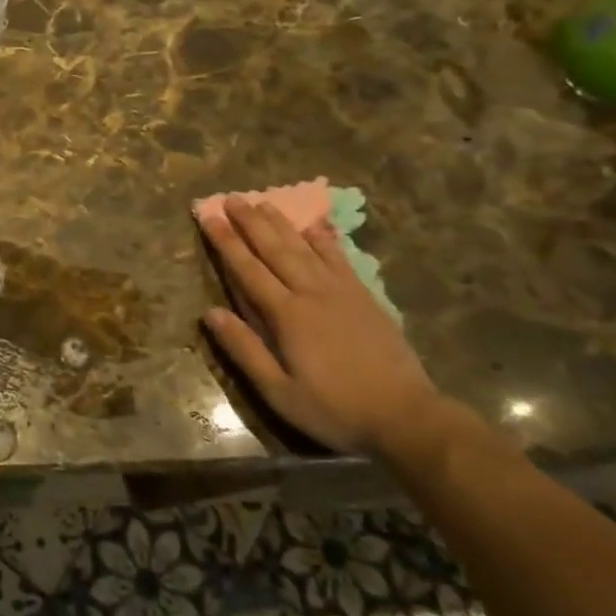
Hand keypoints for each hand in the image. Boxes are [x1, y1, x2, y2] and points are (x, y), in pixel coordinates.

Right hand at [196, 199, 440, 456]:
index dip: (225, 242)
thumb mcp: (279, 392)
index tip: (208, 216)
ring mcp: (341, 292)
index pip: (248, 270)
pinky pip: (339, 259)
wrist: (407, 416)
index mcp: (287, 316)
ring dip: (281, 224)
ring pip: (305, 248)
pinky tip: (315, 226)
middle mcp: (311, 293)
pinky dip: (325, 239)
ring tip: (262, 202)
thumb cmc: (335, 409)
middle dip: (250, 222)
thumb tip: (210, 313)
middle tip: (231, 198)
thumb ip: (245, 350)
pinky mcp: (364, 297)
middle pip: (275, 250)